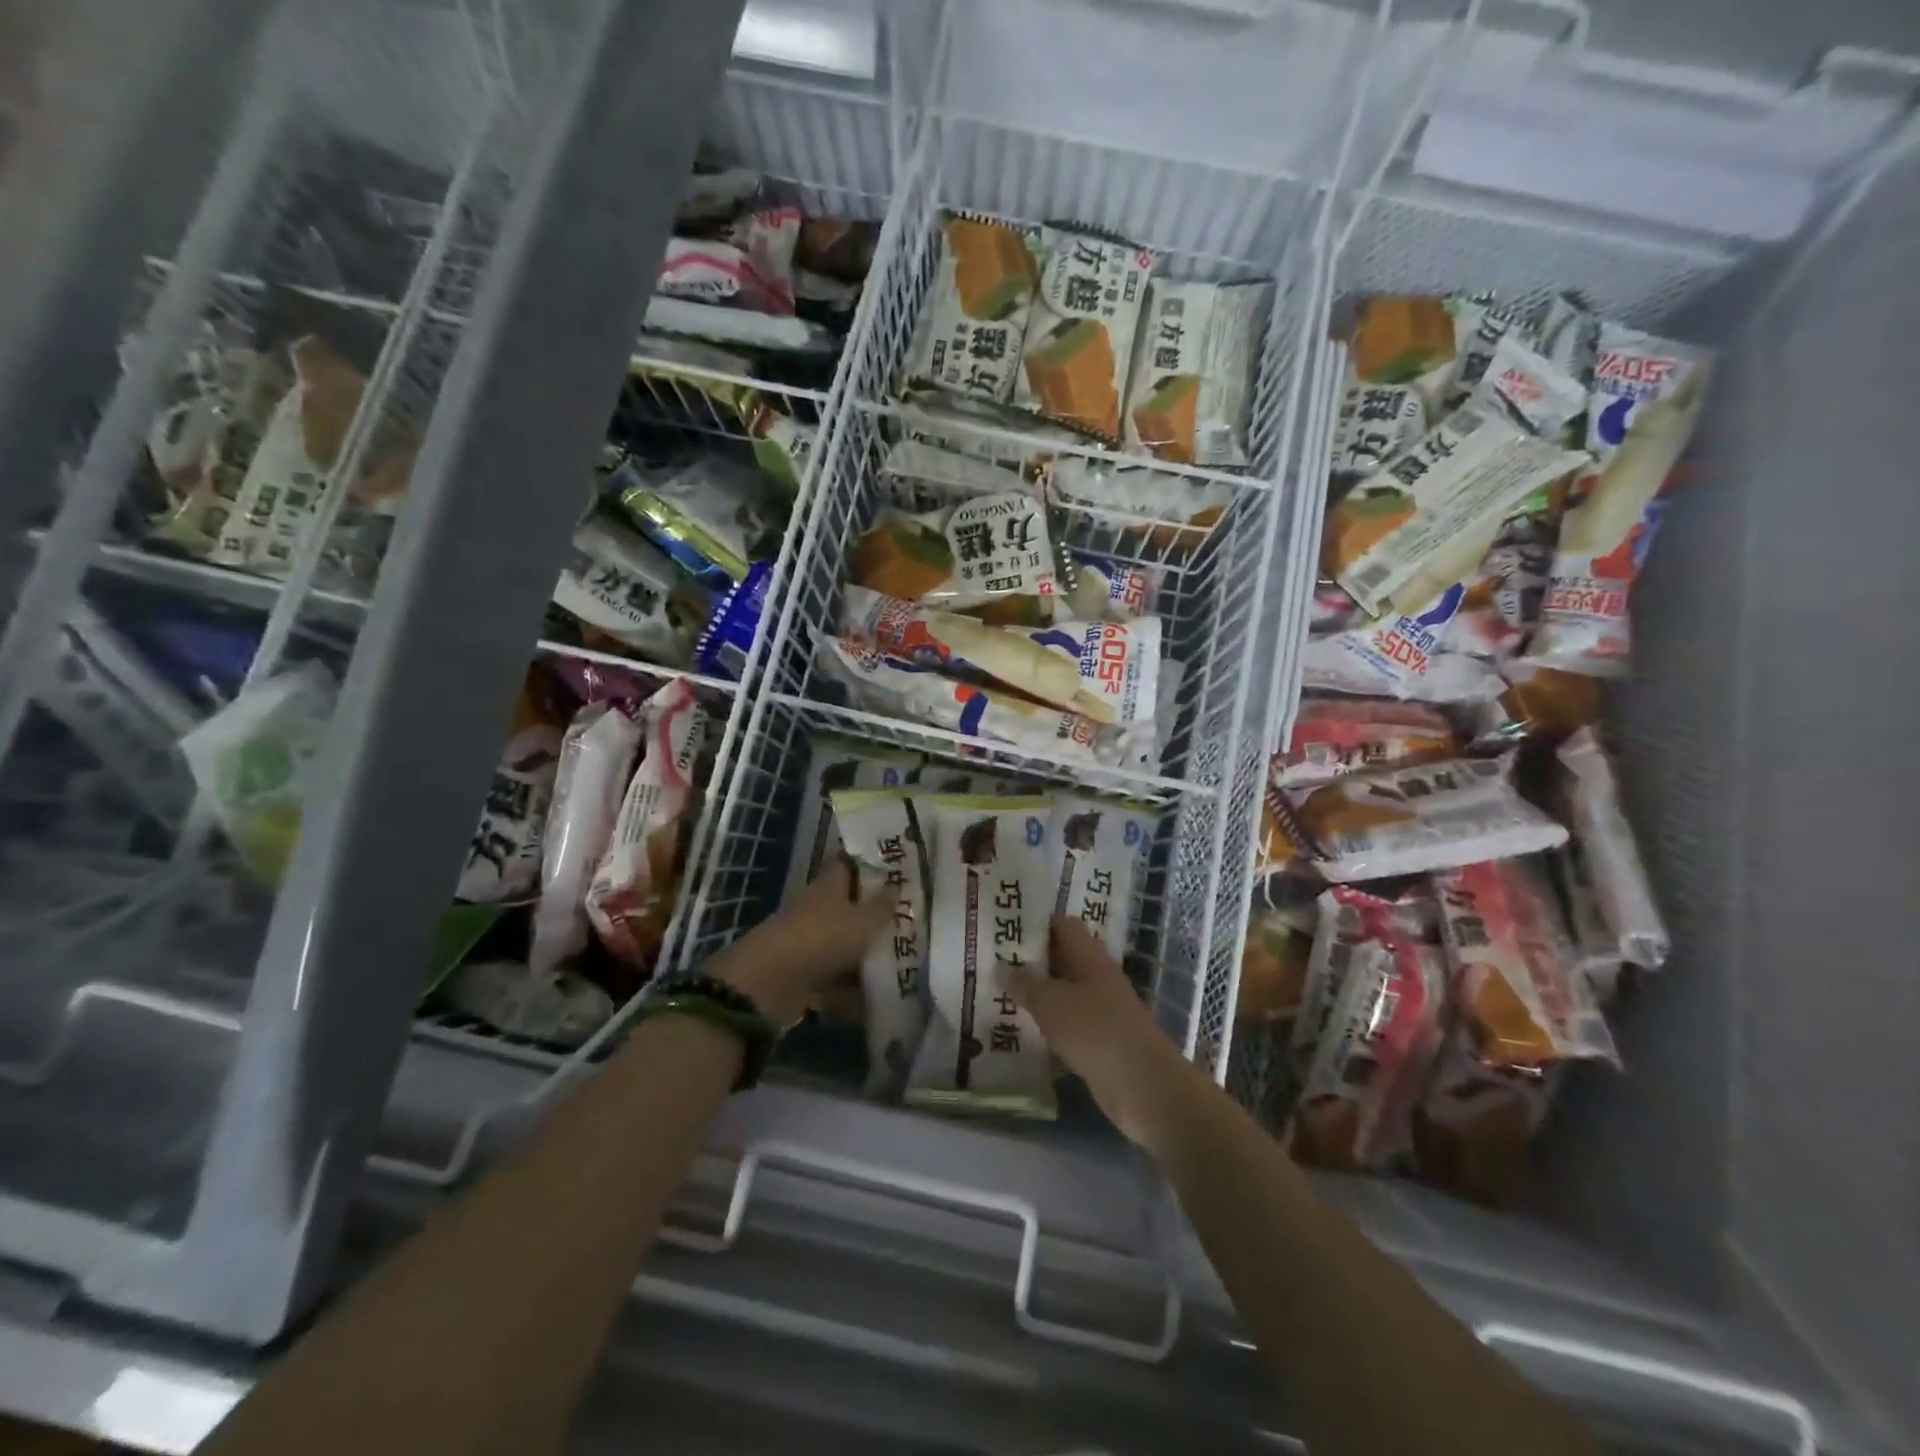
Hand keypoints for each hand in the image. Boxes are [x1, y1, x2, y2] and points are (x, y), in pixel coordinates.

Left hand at [709, 863, 897, 1026]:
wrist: (770, 983)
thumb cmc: (822, 938)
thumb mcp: (863, 920)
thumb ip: (882, 906)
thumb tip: (896, 886)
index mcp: (828, 885)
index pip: (847, 864)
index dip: (869, 864)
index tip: (895, 870)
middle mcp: (816, 909)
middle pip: (848, 907)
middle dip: (873, 916)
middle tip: (907, 923)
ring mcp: (807, 942)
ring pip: (842, 945)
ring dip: (863, 957)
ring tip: (900, 966)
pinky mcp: (802, 975)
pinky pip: (833, 980)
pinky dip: (850, 992)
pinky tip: (874, 1003)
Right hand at [1001, 917, 1205, 1153]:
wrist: (1140, 1084)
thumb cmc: (1094, 1029)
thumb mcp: (1050, 1001)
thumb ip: (1024, 983)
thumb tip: (1001, 967)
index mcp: (1089, 956)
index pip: (1062, 925)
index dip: (1035, 923)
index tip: (1005, 927)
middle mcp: (1096, 977)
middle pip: (1061, 959)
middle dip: (1030, 960)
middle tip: (992, 960)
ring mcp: (1099, 1010)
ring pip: (1062, 993)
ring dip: (1036, 995)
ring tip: (997, 993)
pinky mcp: (1098, 1041)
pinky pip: (1066, 1025)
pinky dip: (1046, 1025)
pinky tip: (1019, 1030)